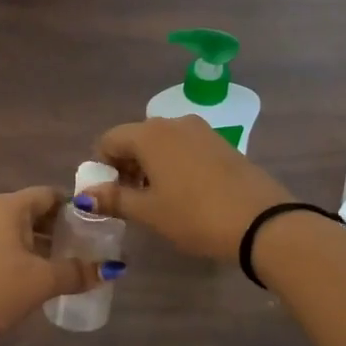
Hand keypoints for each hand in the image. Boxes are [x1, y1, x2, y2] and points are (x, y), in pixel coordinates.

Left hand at [0, 186, 109, 345]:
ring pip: (10, 228)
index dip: (71, 208)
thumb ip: (78, 272)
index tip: (90, 227)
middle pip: (28, 210)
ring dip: (33, 241)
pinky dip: (12, 251)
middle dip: (53, 227)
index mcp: (7, 206)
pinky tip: (22, 275)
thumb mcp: (42, 282)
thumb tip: (111, 268)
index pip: (47, 195)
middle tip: (76, 248)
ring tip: (54, 264)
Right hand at [82, 116, 292, 260]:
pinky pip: (185, 147)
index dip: (103, 167)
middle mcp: (173, 123)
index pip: (109, 140)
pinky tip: (185, 193)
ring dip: (151, 166)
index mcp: (150, 134)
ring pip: (161, 142)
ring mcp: (201, 130)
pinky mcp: (221, 142)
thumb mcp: (150, 212)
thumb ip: (114, 199)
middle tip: (132, 200)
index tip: (111, 194)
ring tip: (159, 199)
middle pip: (135, 138)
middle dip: (127, 166)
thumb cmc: (195, 216)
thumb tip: (84, 195)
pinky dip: (174, 164)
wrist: (261, 222)